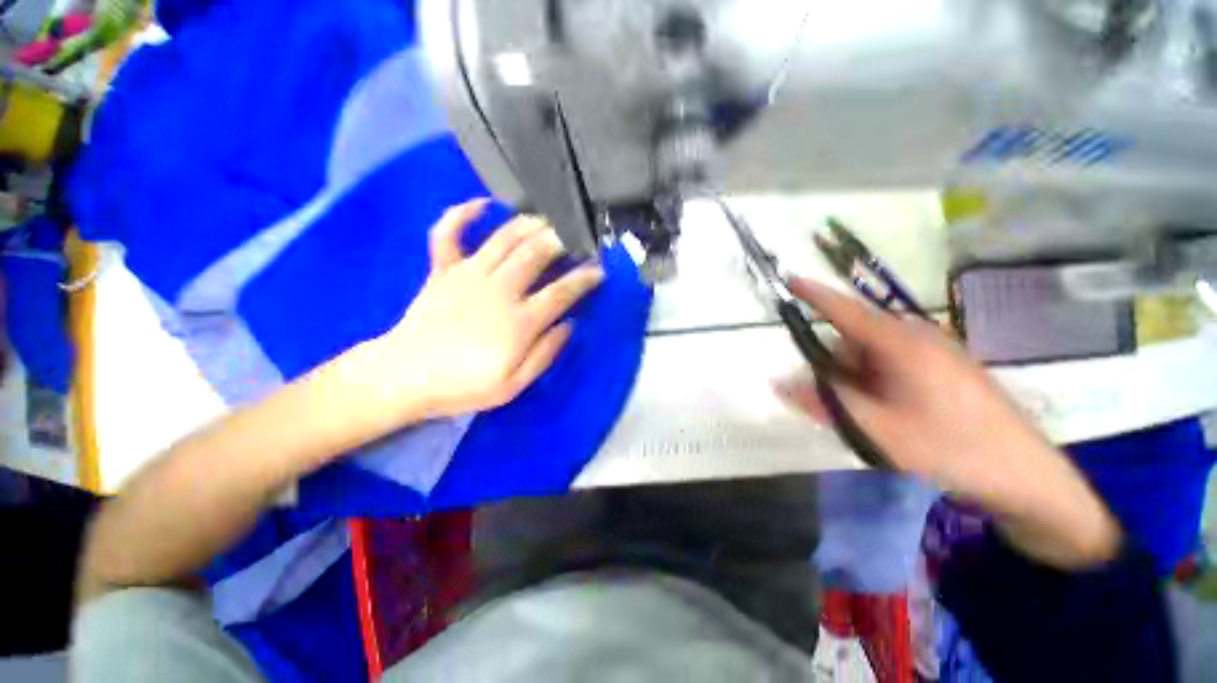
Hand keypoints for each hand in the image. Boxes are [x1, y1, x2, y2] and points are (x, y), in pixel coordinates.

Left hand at [366, 200, 603, 421]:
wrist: (404, 377)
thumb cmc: (463, 386)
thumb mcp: (514, 385)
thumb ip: (545, 353)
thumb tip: (568, 325)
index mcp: (519, 321)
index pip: (561, 292)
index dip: (584, 279)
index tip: (599, 271)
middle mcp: (498, 290)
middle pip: (536, 254)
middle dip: (561, 239)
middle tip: (576, 234)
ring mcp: (468, 275)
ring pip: (504, 239)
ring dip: (529, 224)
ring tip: (546, 219)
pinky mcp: (442, 270)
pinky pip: (449, 233)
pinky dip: (462, 214)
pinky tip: (481, 204)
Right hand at [775, 277, 1120, 567]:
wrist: (1025, 475)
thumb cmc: (950, 448)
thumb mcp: (876, 429)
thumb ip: (823, 401)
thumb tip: (777, 382)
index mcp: (901, 344)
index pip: (845, 311)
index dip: (814, 295)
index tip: (789, 279)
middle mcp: (917, 338)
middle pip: (855, 338)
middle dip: (837, 366)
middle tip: (842, 404)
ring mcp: (935, 351)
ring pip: (874, 354)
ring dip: (859, 379)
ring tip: (874, 417)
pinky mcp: (945, 366)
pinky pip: (894, 363)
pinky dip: (878, 382)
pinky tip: (893, 412)